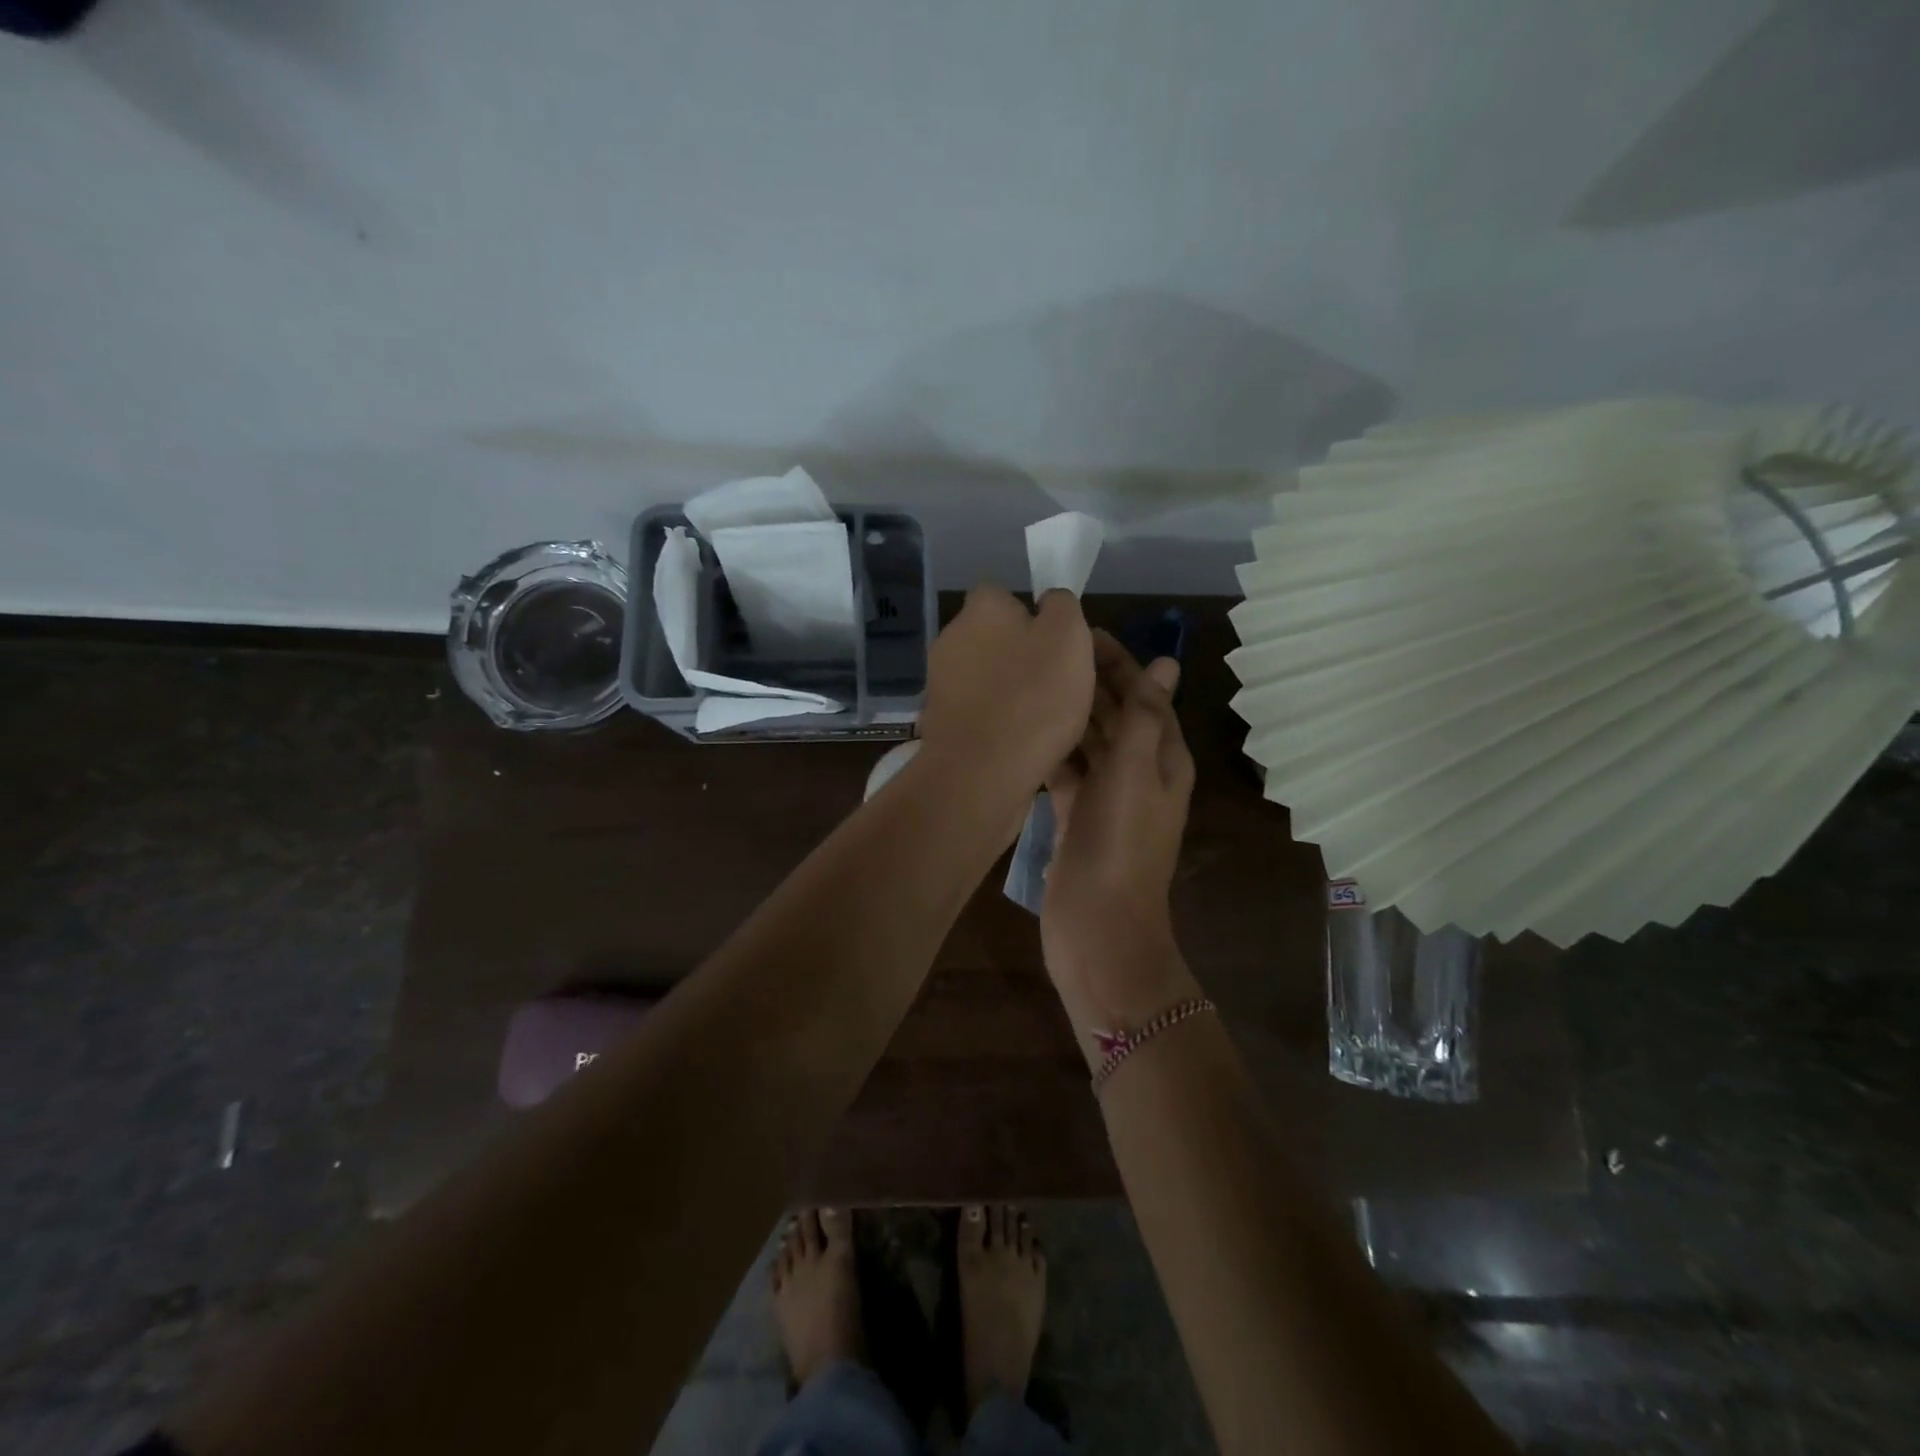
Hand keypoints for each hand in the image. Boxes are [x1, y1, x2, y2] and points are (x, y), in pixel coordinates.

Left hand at [916, 585, 1094, 802]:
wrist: (982, 771)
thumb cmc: (1033, 696)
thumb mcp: (1068, 636)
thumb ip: (1061, 607)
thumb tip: (1049, 602)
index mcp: (981, 608)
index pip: (1003, 594)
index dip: (1031, 614)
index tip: (1055, 643)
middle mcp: (951, 637)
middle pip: (993, 637)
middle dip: (1019, 655)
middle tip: (1056, 683)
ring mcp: (940, 682)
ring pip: (985, 677)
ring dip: (1009, 691)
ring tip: (1043, 719)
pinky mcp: (940, 721)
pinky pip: (978, 711)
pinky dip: (996, 721)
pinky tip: (1019, 741)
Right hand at [1042, 631, 1198, 1047]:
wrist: (1098, 926)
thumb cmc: (1121, 843)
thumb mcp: (1136, 771)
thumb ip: (1146, 716)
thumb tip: (1167, 665)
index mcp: (1164, 758)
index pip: (1145, 695)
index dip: (1119, 662)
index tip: (1080, 633)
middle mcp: (1138, 773)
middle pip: (1115, 715)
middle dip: (1089, 682)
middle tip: (1046, 651)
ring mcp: (1105, 798)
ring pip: (1087, 742)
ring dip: (1067, 714)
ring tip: (1030, 681)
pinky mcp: (1075, 818)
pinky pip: (1065, 773)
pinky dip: (1051, 752)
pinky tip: (1024, 732)